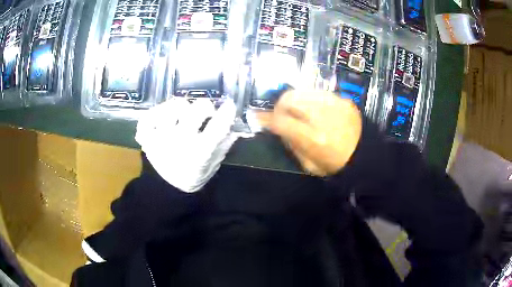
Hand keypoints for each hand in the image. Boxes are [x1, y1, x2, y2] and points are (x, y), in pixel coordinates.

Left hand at [135, 99, 238, 192]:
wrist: (168, 187)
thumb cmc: (194, 174)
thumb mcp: (213, 164)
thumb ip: (224, 145)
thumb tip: (236, 126)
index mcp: (199, 153)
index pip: (217, 127)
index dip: (226, 113)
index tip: (229, 105)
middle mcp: (180, 143)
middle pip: (195, 110)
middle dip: (205, 107)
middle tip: (205, 111)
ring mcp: (160, 137)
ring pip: (174, 106)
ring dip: (182, 106)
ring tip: (183, 113)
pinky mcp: (147, 136)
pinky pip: (150, 114)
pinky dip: (157, 111)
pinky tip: (164, 115)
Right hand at [259, 90, 361, 176]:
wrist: (367, 156)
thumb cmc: (337, 166)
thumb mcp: (310, 165)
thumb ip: (292, 145)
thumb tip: (279, 128)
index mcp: (314, 139)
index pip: (281, 121)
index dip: (266, 119)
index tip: (257, 117)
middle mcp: (323, 117)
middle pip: (290, 99)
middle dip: (280, 106)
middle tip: (281, 114)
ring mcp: (335, 105)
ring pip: (303, 91)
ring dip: (295, 100)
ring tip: (297, 111)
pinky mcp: (344, 100)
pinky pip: (319, 93)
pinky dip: (311, 99)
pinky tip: (314, 110)